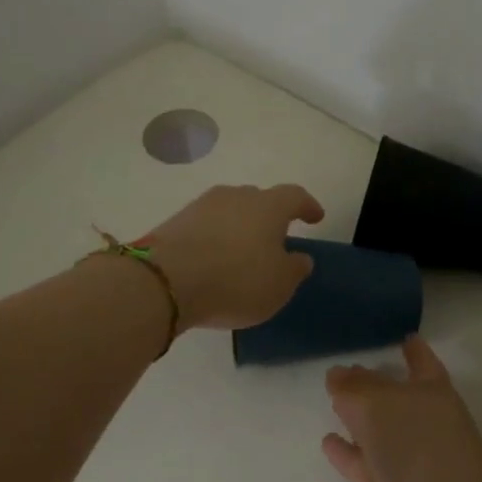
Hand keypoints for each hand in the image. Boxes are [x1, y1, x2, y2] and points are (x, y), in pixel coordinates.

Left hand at [142, 183, 325, 331]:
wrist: (165, 281)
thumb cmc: (236, 280)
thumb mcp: (279, 285)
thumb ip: (295, 269)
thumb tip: (300, 257)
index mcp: (268, 206)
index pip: (295, 196)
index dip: (307, 206)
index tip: (316, 217)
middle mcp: (236, 196)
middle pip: (259, 199)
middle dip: (270, 216)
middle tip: (276, 238)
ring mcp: (202, 206)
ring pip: (230, 210)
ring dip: (240, 227)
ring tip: (243, 251)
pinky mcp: (176, 222)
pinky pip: (206, 226)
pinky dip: (215, 238)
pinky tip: (214, 259)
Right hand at [321, 337, 481, 481]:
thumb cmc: (419, 448)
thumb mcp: (379, 404)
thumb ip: (353, 388)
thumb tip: (336, 375)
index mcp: (430, 391)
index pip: (421, 363)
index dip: (413, 350)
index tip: (403, 337)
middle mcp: (416, 421)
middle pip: (389, 395)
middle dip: (370, 382)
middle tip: (342, 367)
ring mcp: (400, 458)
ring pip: (372, 429)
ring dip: (354, 416)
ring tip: (332, 398)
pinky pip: (357, 462)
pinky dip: (344, 451)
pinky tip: (327, 440)